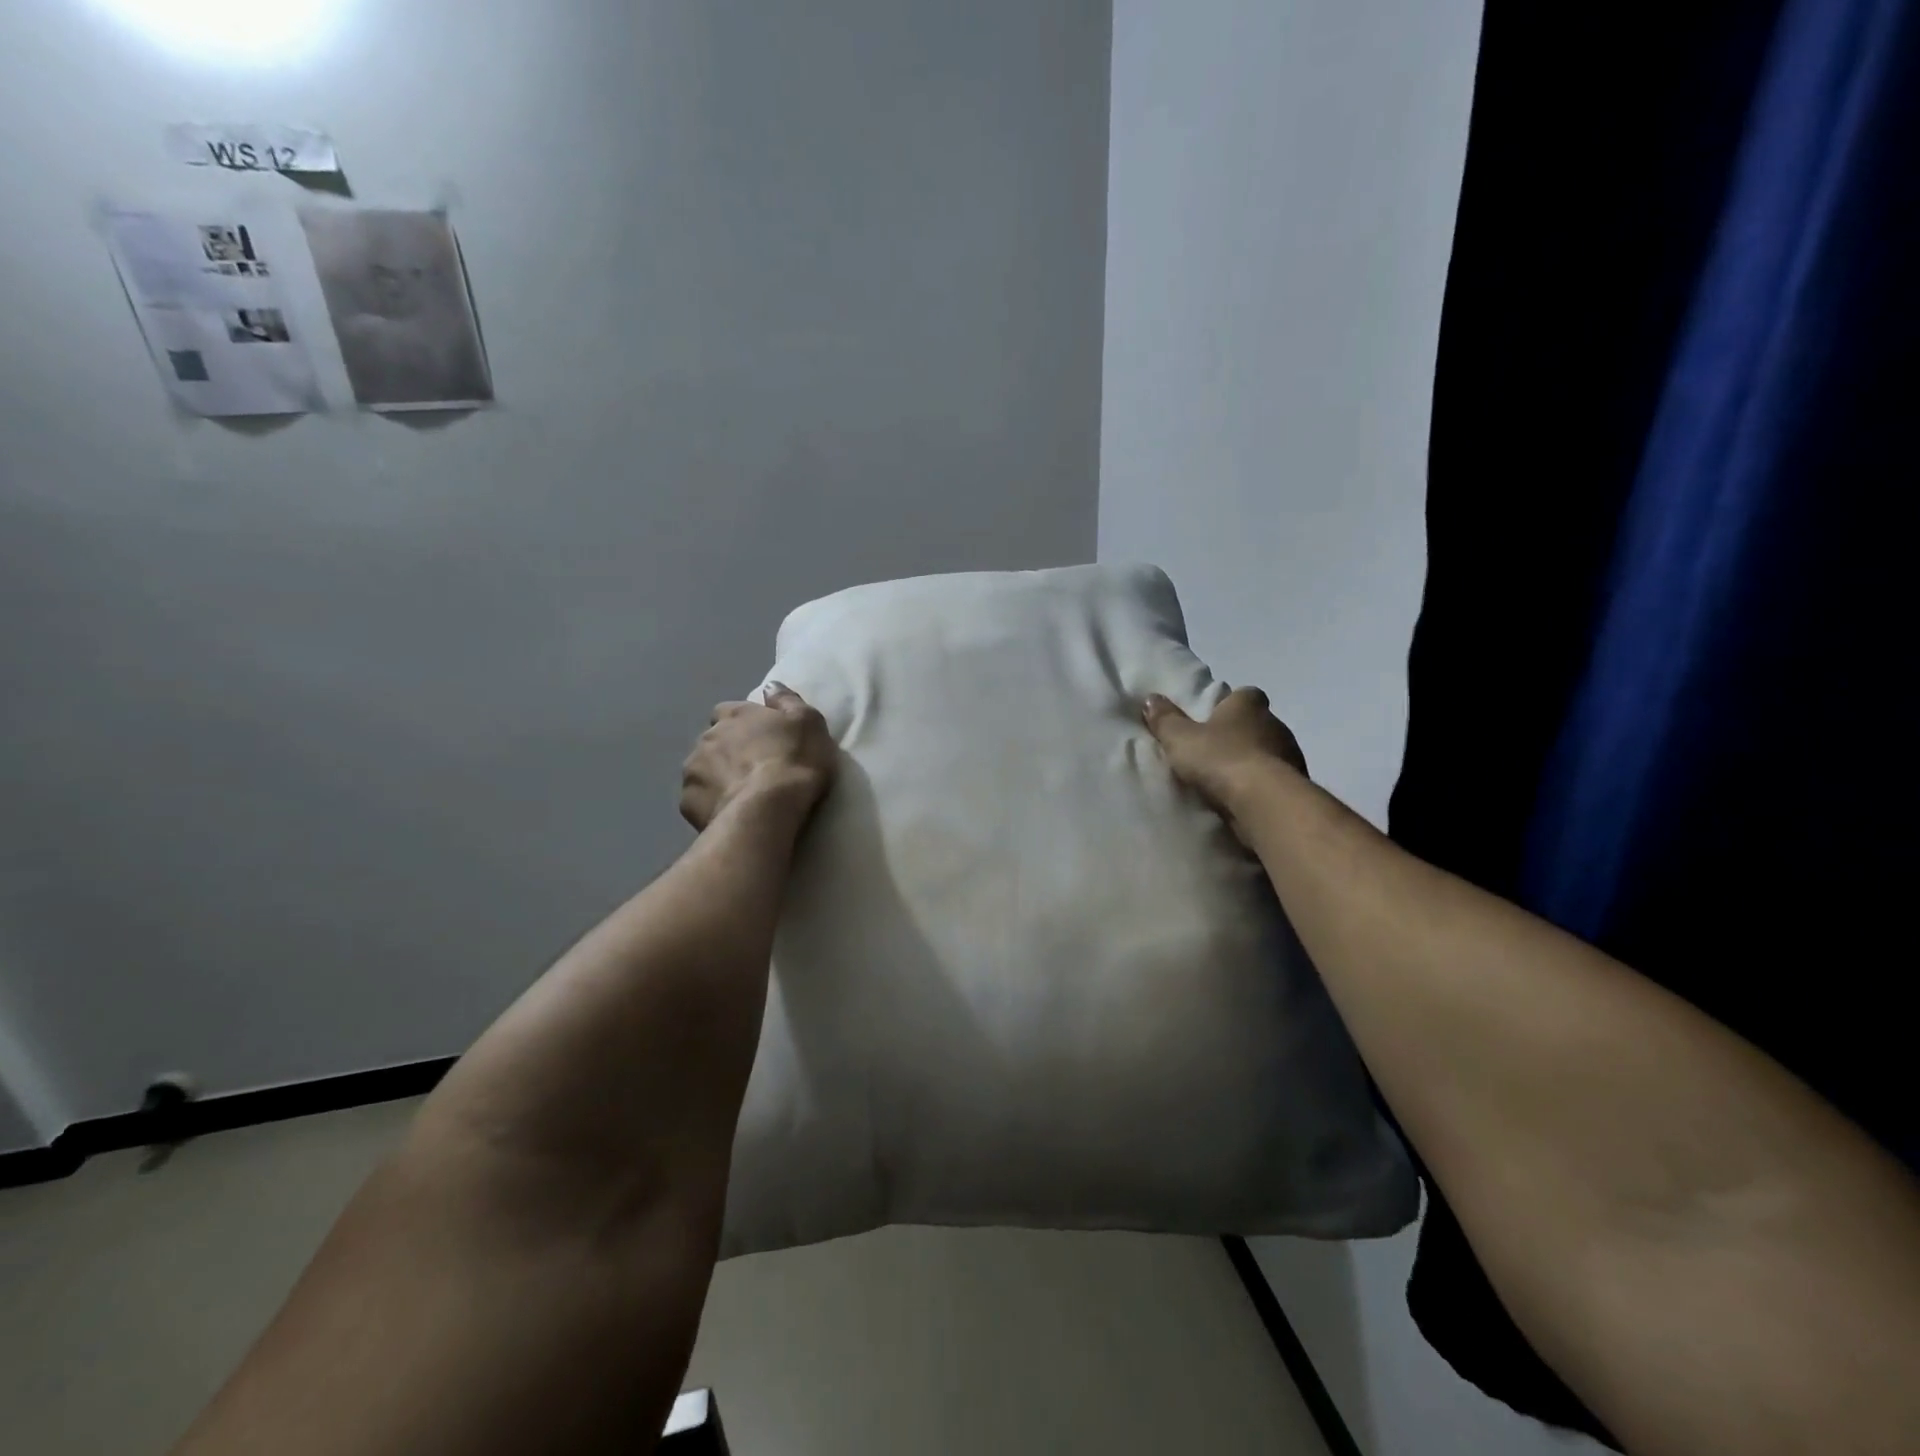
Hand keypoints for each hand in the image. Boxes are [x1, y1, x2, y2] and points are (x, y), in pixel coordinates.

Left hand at [680, 684, 837, 831]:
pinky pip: (698, 799)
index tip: (759, 738)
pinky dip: (711, 803)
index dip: (743, 724)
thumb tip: (771, 687)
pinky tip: (730, 812)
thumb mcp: (808, 723)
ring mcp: (693, 770)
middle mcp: (707, 737)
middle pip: (713, 741)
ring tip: (741, 794)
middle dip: (728, 751)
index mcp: (734, 715)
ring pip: (702, 769)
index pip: (728, 711)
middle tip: (753, 769)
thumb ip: (787, 701)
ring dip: (717, 777)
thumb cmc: (794, 761)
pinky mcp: (688, 802)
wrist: (769, 809)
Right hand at [1143, 686, 1306, 828]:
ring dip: (1253, 762)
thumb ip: (1165, 719)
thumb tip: (1151, 698)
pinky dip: (1262, 785)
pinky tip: (1243, 799)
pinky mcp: (1296, 785)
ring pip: (1269, 752)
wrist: (1262, 800)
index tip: (1213, 719)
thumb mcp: (1180, 738)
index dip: (1229, 705)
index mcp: (1249, 705)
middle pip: (1257, 724)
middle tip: (1214, 752)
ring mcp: (1290, 754)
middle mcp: (1276, 723)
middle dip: (1239, 735)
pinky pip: (1275, 779)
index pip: (1245, 695)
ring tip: (1227, 780)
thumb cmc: (1219, 758)